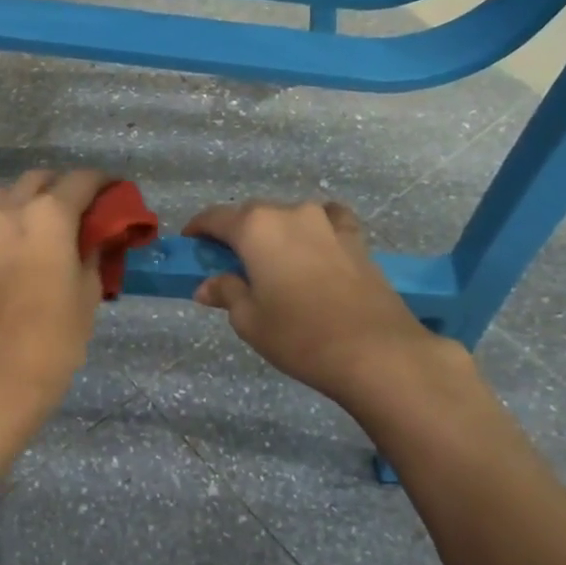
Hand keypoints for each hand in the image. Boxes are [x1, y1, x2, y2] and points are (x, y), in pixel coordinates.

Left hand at [0, 169, 108, 424]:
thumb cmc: (53, 338)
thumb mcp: (87, 294)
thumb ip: (92, 254)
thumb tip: (95, 238)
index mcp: (48, 214)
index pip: (81, 181)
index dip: (103, 184)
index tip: (114, 193)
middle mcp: (9, 209)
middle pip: (39, 180)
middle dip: (62, 188)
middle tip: (80, 211)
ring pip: (5, 195)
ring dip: (27, 200)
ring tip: (44, 226)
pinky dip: (3, 222)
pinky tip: (15, 244)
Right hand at [184, 199, 456, 411]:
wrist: (375, 351)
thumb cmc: (298, 335)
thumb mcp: (249, 320)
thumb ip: (227, 293)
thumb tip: (208, 286)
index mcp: (256, 228)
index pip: (216, 217)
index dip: (199, 228)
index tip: (190, 242)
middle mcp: (291, 214)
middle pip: (253, 214)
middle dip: (236, 232)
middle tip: (227, 260)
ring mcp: (328, 223)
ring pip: (290, 216)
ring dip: (275, 231)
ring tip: (272, 258)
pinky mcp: (356, 239)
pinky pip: (328, 221)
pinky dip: (315, 228)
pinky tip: (315, 245)